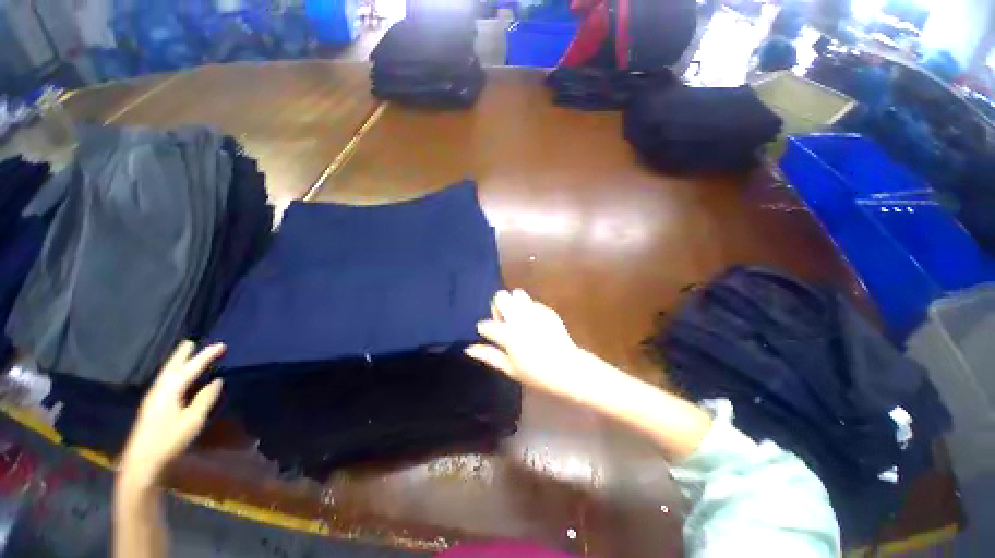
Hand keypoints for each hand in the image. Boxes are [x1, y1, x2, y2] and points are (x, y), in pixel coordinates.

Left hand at [119, 341, 224, 487]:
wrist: (142, 462)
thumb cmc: (169, 440)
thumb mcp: (192, 420)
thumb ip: (205, 399)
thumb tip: (216, 381)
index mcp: (170, 390)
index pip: (191, 368)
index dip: (206, 356)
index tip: (221, 345)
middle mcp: (159, 390)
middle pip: (172, 368)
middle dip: (182, 355)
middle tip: (191, 342)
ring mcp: (153, 399)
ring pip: (166, 375)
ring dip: (176, 363)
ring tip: (184, 355)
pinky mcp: (151, 407)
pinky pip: (165, 382)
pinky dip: (172, 374)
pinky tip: (176, 378)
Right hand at [466, 290, 589, 401]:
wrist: (568, 369)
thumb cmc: (536, 374)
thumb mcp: (509, 369)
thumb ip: (488, 355)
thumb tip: (468, 348)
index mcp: (507, 334)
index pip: (486, 324)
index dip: (485, 329)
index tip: (489, 334)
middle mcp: (519, 318)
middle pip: (500, 296)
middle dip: (498, 306)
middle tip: (504, 321)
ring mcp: (535, 312)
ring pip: (517, 293)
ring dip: (513, 303)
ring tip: (518, 318)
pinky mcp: (547, 310)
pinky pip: (532, 302)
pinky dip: (529, 309)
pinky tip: (534, 323)